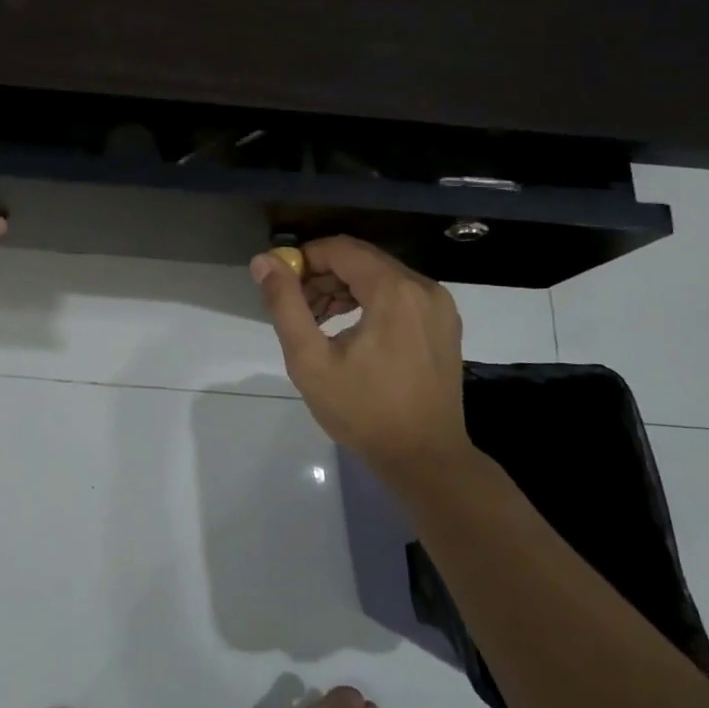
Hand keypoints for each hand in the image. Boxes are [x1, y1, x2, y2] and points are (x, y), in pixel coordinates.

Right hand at [253, 236, 472, 490]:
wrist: (424, 458)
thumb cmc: (363, 411)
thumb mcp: (310, 360)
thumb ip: (285, 304)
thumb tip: (264, 261)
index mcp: (393, 291)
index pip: (340, 249)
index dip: (304, 259)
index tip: (280, 285)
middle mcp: (423, 287)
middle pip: (361, 260)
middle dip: (322, 276)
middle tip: (296, 308)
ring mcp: (439, 306)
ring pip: (381, 276)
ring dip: (344, 289)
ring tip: (317, 322)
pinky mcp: (444, 324)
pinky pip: (400, 295)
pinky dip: (370, 302)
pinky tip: (350, 331)